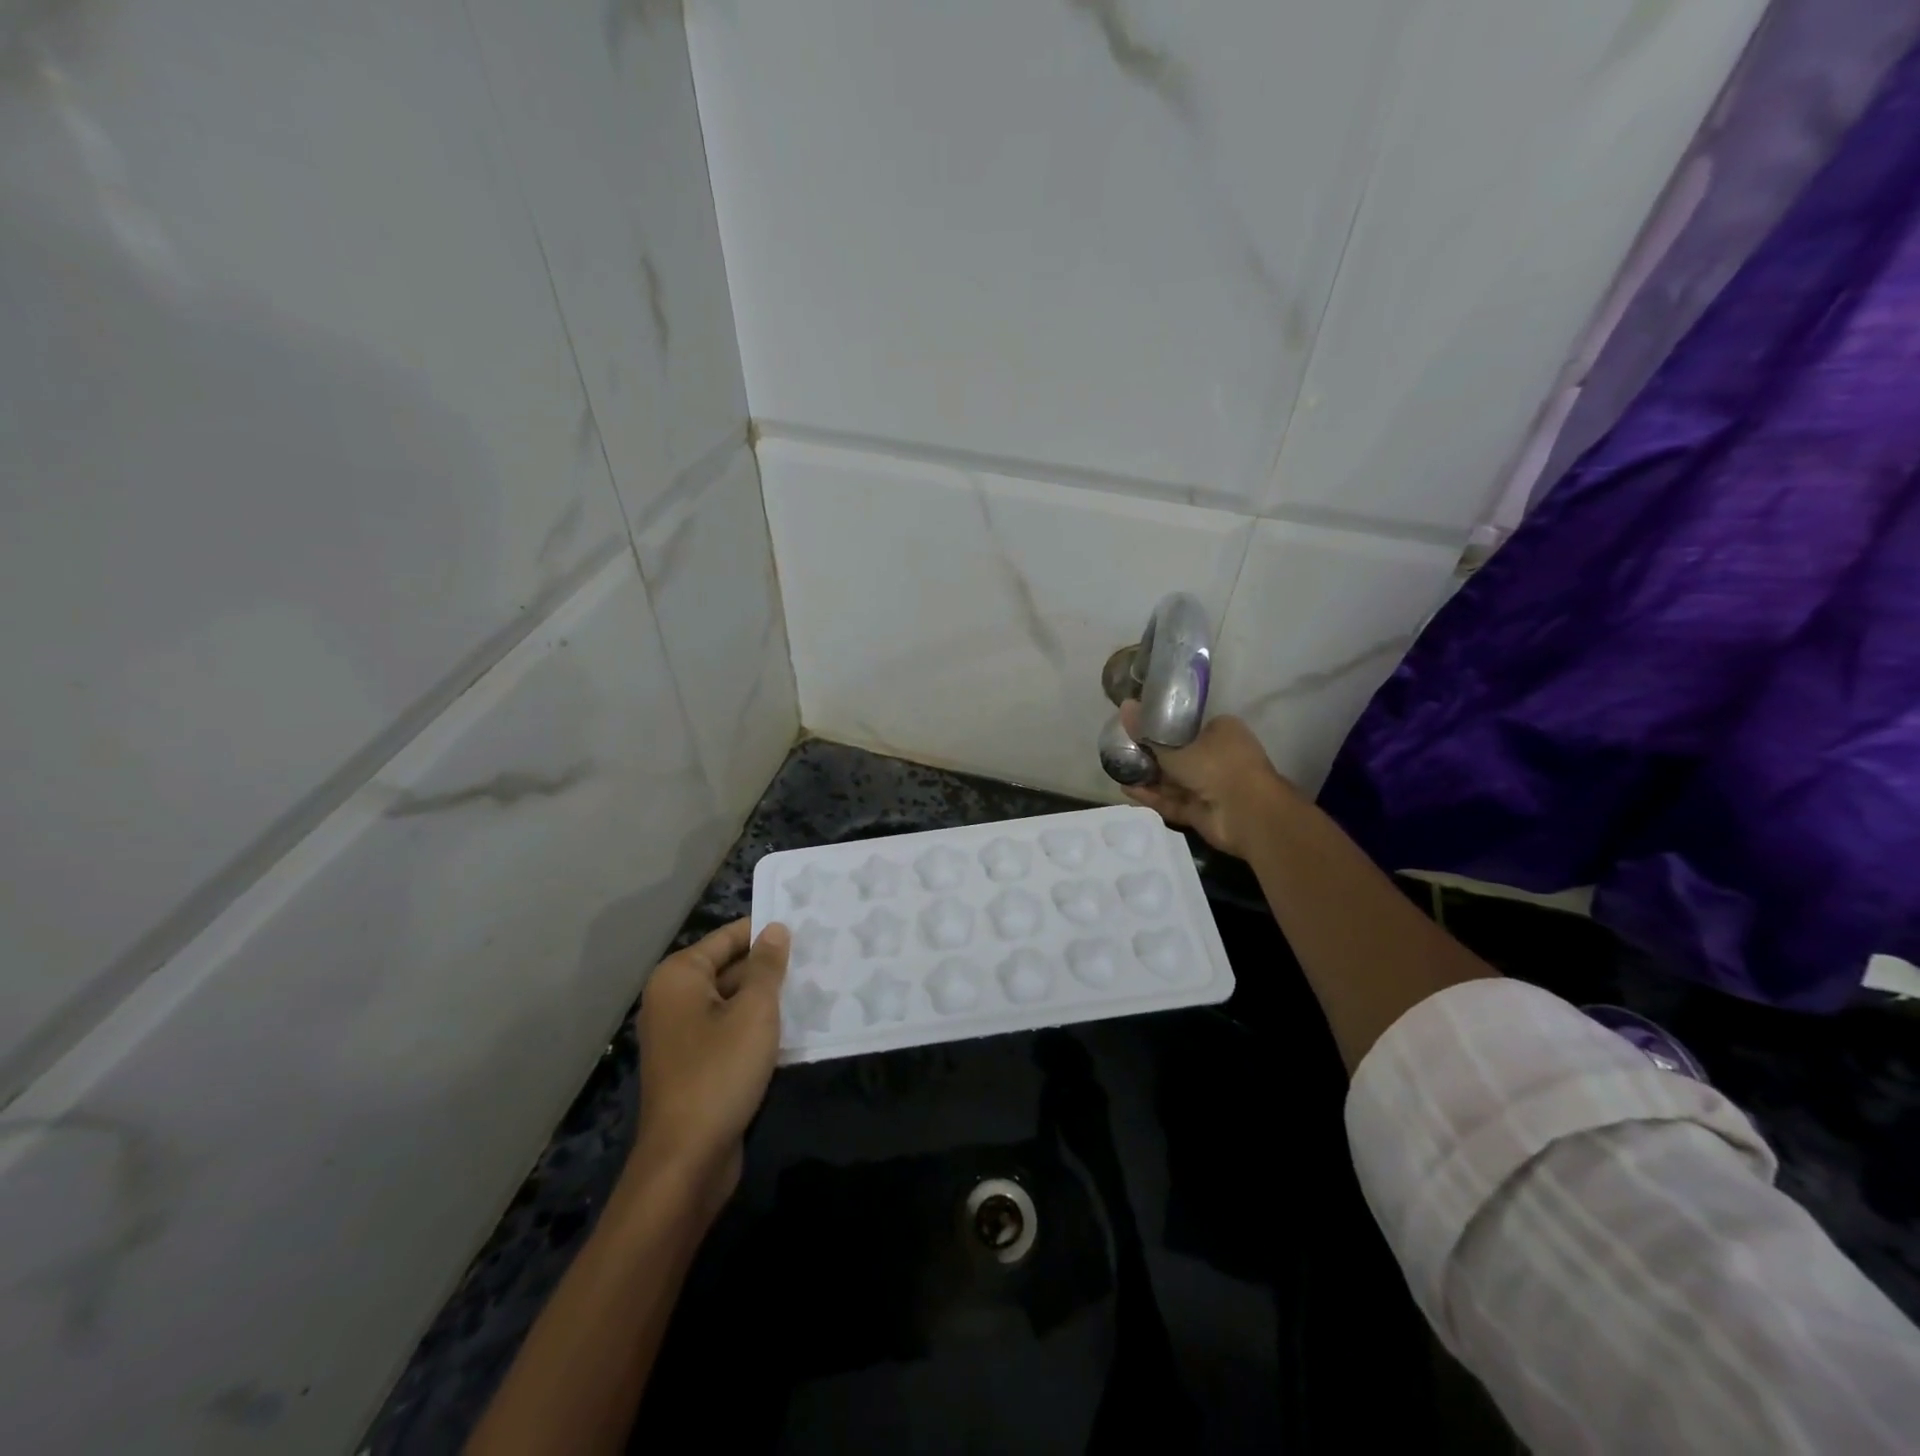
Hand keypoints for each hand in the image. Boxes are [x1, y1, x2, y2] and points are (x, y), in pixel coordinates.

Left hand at [628, 919, 789, 1215]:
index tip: (805, 924)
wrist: (687, 1159)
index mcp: (679, 977)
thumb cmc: (720, 1071)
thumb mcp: (754, 1011)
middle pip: (729, 967)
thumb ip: (766, 966)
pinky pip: (729, 1029)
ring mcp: (682, 1034)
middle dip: (769, 965)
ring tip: (814, 984)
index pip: (728, 937)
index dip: (765, 930)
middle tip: (817, 954)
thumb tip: (775, 928)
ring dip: (767, 997)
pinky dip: (756, 1025)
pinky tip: (794, 1025)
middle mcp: (674, 999)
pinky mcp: (695, 1064)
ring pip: (732, 1001)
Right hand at [1119, 702, 1300, 859]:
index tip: (1137, 728)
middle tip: (1121, 750)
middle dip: (1150, 756)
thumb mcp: (1175, 746)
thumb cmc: (1217, 766)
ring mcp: (1211, 787)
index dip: (1162, 728)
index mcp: (1221, 732)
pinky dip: (1153, 797)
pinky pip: (1173, 801)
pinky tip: (1127, 791)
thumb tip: (1124, 706)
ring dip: (1148, 777)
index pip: (1188, 726)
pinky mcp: (1202, 811)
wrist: (1247, 814)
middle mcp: (1218, 757)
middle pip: (1178, 755)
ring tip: (1117, 770)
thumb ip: (1148, 733)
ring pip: (1174, 781)